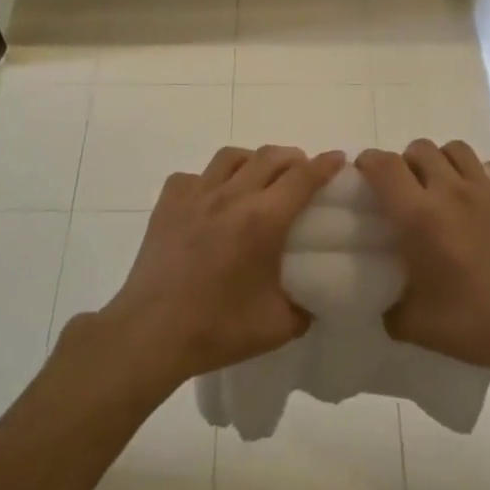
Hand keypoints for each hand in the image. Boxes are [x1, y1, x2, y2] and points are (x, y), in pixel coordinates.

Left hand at [100, 145, 345, 390]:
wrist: (151, 333)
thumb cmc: (217, 329)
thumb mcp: (277, 327)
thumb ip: (304, 308)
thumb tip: (312, 300)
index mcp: (262, 220)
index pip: (303, 177)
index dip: (325, 165)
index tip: (338, 159)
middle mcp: (231, 196)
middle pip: (270, 156)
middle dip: (294, 158)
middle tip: (302, 174)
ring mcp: (195, 196)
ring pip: (231, 156)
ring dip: (254, 161)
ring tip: (259, 179)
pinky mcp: (167, 204)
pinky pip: (194, 176)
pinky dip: (210, 180)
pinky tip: (212, 201)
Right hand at [356, 140, 489, 386]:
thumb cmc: (478, 325)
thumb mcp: (416, 327)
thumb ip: (389, 307)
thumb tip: (384, 300)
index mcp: (421, 217)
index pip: (384, 167)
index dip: (368, 163)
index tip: (363, 176)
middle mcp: (453, 191)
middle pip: (420, 149)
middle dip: (405, 163)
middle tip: (406, 192)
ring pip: (457, 149)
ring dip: (443, 162)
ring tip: (443, 189)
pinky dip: (489, 173)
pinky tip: (486, 196)